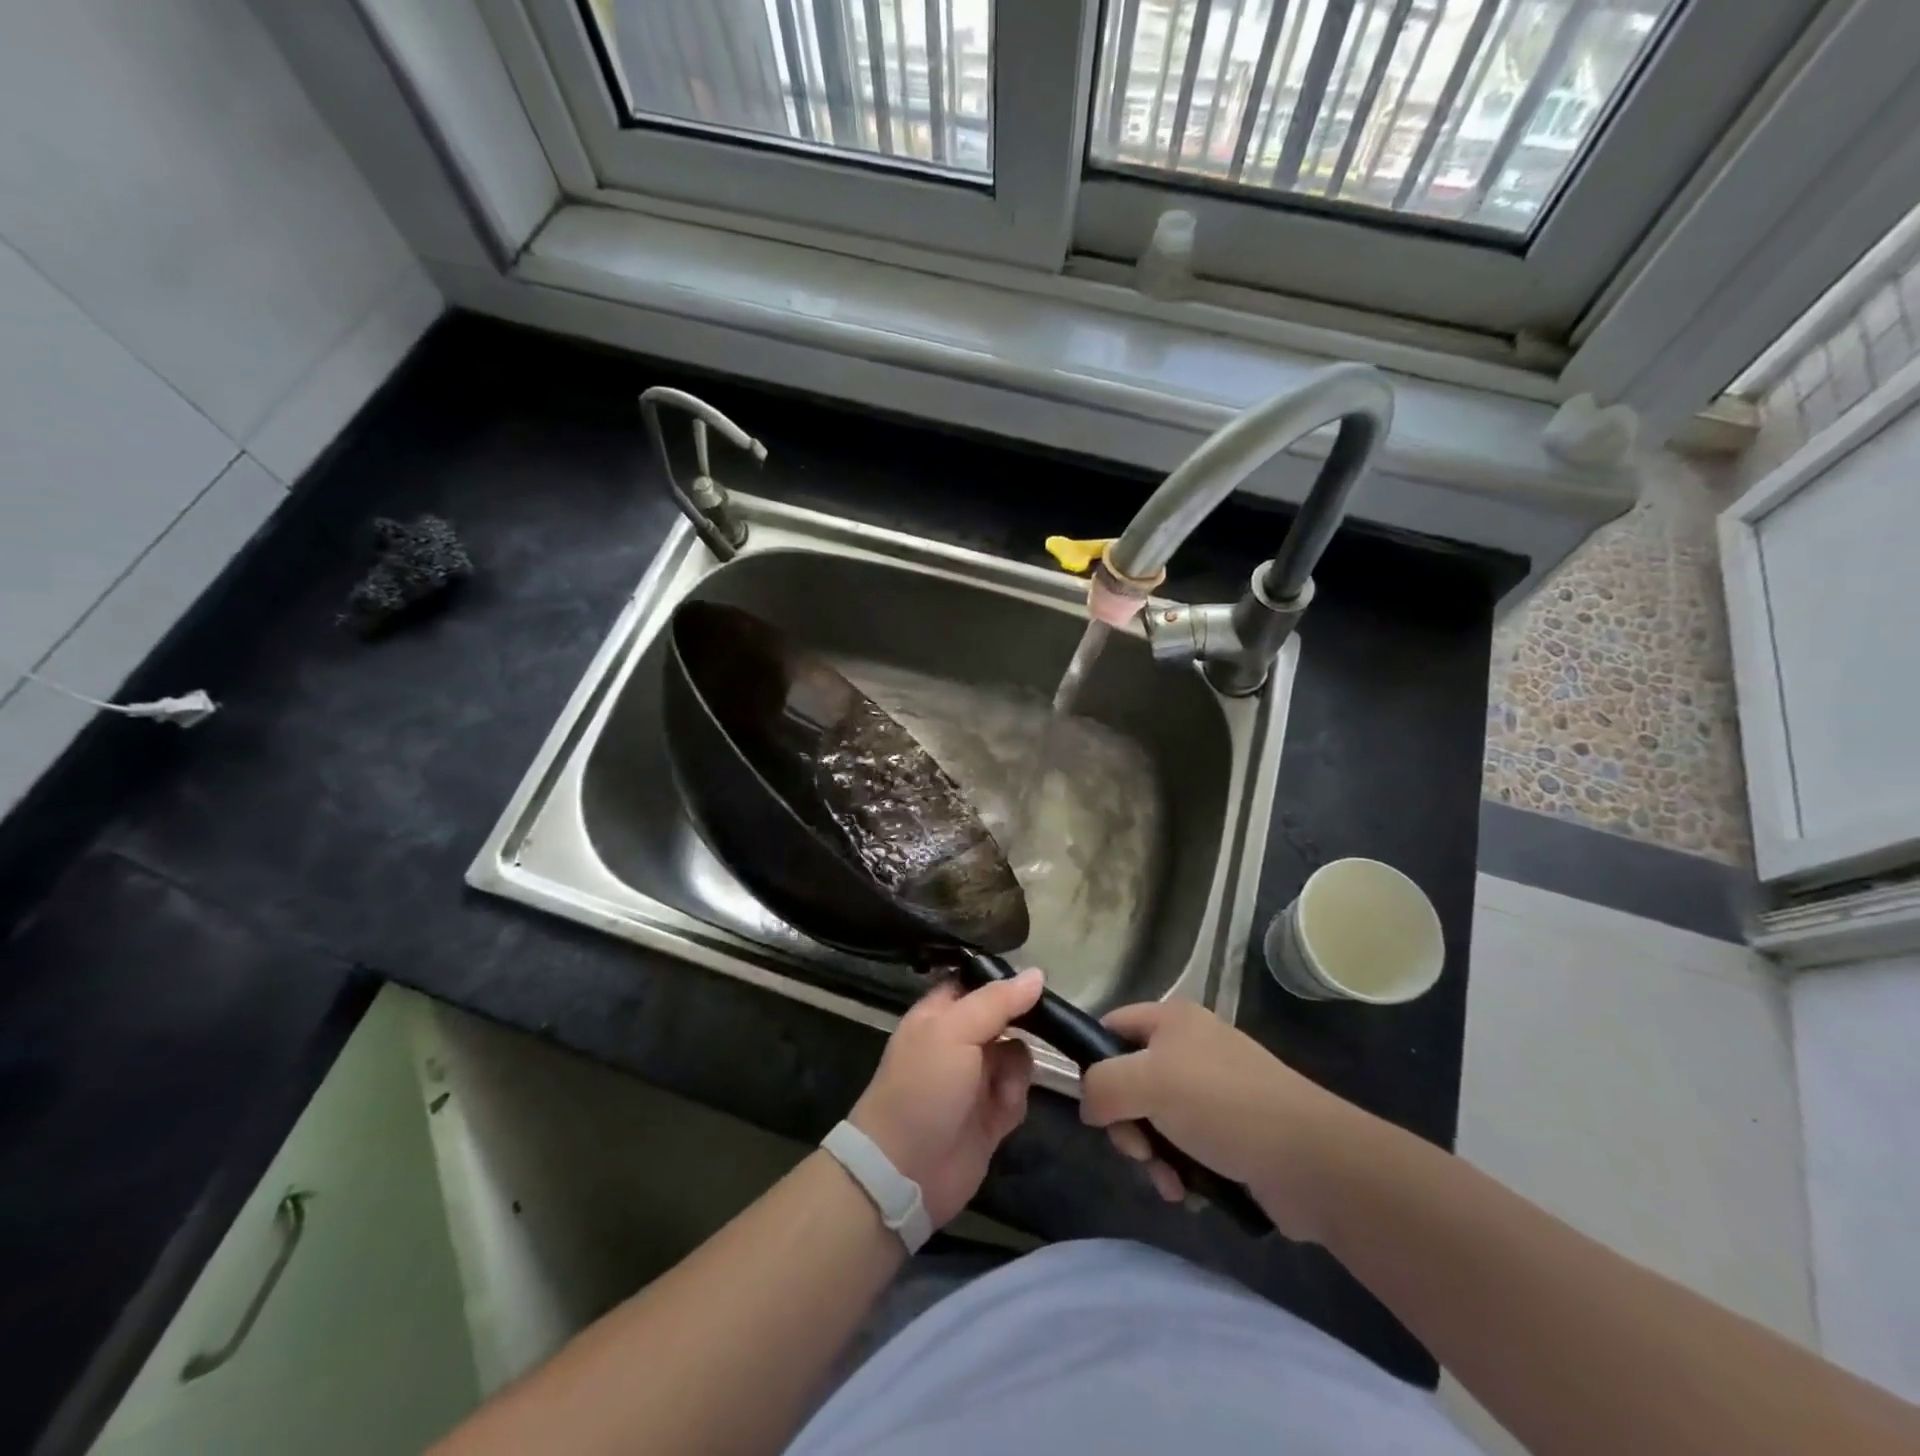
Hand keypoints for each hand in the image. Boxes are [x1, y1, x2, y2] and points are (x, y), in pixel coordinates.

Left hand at [849, 969, 1043, 1227]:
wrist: (904, 1171)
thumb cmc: (923, 1087)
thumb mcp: (955, 1031)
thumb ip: (997, 1001)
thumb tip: (1038, 974)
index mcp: (941, 1013)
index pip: (979, 984)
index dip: (1006, 981)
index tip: (1037, 983)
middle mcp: (960, 1041)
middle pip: (1006, 1018)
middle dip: (1021, 1027)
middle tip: (1040, 1030)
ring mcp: (976, 1079)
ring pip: (1018, 1055)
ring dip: (1016, 1070)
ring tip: (1001, 1088)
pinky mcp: (991, 1115)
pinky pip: (1018, 1093)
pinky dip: (1014, 1099)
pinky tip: (1000, 1112)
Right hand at [1078, 999, 1362, 1242]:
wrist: (1311, 1160)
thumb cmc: (1222, 1105)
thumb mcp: (1148, 1082)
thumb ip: (1101, 1085)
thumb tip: (1089, 1107)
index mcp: (1172, 1020)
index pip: (1111, 1027)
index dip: (1094, 1062)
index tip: (1095, 1104)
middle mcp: (1190, 1048)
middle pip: (1129, 1082)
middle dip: (1127, 1124)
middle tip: (1138, 1151)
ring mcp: (1213, 1092)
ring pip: (1154, 1121)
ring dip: (1152, 1157)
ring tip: (1169, 1181)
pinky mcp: (1231, 1133)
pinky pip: (1184, 1148)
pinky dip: (1180, 1171)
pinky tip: (1189, 1191)